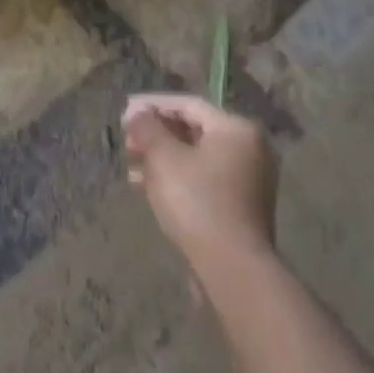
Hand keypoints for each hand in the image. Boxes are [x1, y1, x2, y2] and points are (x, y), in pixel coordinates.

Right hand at [122, 93, 277, 273]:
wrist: (232, 267)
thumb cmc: (197, 201)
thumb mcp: (163, 158)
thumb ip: (147, 128)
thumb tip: (137, 112)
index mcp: (236, 129)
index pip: (188, 105)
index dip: (152, 105)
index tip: (124, 112)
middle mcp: (249, 149)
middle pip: (193, 130)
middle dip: (155, 134)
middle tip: (126, 141)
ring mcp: (248, 179)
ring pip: (195, 157)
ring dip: (161, 157)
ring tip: (130, 165)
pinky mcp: (240, 206)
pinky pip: (202, 179)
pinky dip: (175, 177)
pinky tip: (146, 187)